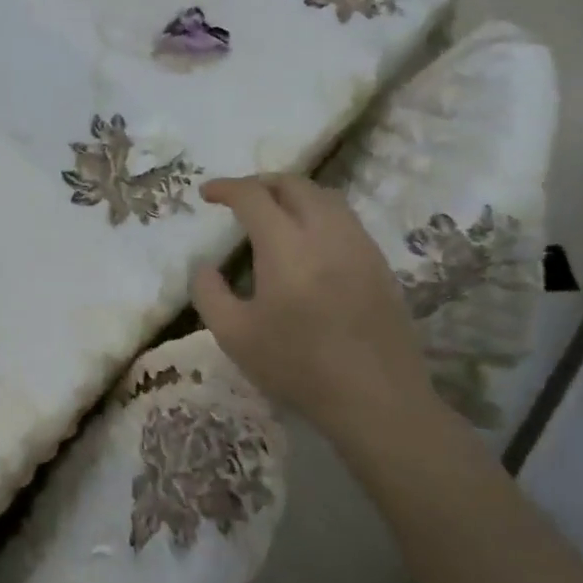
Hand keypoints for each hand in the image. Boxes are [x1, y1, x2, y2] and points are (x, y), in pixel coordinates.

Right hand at [192, 175, 426, 431]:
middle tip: (239, 198)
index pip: (253, 196)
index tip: (207, 194)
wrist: (377, 399)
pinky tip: (309, 241)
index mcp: (286, 246)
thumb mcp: (234, 335)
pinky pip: (345, 219)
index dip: (226, 188)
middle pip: (294, 184)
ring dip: (293, 194)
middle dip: (261, 182)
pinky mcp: (379, 264)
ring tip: (274, 212)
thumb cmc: (298, 366)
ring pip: (325, 197)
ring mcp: (359, 245)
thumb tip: (203, 266)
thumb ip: (208, 293)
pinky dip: (319, 213)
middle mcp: (325, 233)